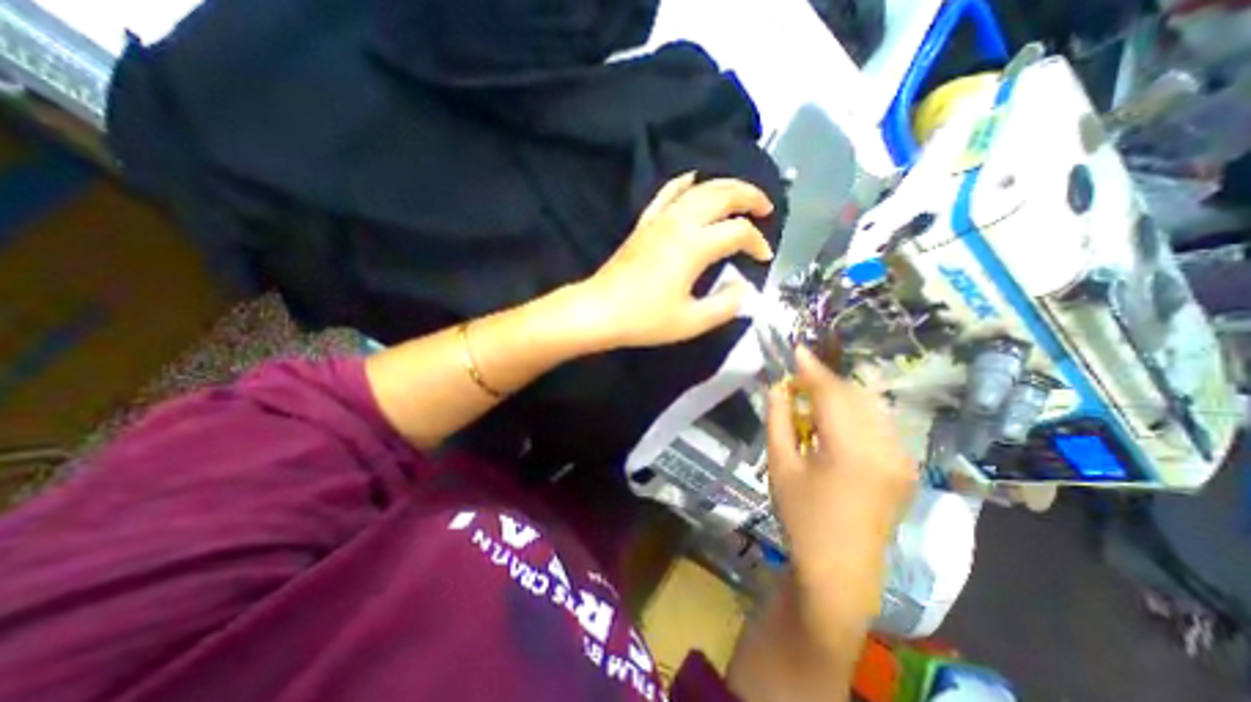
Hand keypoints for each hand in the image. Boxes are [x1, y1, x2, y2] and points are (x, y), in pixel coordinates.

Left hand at [575, 171, 772, 346]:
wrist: (599, 311)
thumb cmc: (644, 319)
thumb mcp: (691, 322)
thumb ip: (725, 305)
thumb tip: (745, 289)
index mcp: (694, 246)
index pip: (738, 232)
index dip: (757, 243)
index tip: (764, 258)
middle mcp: (679, 223)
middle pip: (722, 195)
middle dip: (749, 197)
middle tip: (766, 209)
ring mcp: (659, 219)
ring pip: (698, 188)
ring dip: (724, 186)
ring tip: (740, 195)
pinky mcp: (644, 223)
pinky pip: (667, 193)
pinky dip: (684, 183)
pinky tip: (693, 180)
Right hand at [769, 352, 916, 602]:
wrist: (840, 568)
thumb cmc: (801, 515)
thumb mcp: (779, 463)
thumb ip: (778, 417)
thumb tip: (778, 385)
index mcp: (850, 449)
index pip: (831, 392)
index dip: (810, 368)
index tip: (794, 349)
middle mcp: (886, 447)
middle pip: (854, 394)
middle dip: (824, 381)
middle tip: (796, 381)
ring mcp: (902, 457)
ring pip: (870, 405)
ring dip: (840, 396)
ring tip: (813, 402)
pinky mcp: (906, 466)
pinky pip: (880, 423)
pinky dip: (856, 413)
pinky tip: (836, 425)